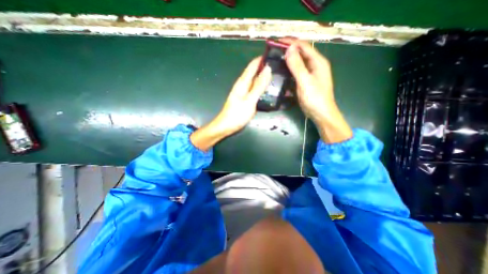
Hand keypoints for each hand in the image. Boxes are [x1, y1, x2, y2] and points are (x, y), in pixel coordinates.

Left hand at [190, 57, 271, 150]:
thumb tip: (267, 69)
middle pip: (255, 72)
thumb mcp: (250, 100)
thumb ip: (258, 86)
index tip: (275, 54)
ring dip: (265, 77)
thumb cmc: (237, 114)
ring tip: (278, 75)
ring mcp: (244, 92)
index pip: (253, 65)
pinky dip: (262, 87)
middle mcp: (243, 85)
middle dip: (266, 68)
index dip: (262, 59)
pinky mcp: (245, 99)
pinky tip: (269, 89)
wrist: (226, 126)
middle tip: (281, 66)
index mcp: (243, 82)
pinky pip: (255, 89)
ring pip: (255, 81)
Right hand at [283, 40, 350, 143]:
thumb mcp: (305, 82)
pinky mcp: (306, 83)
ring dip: (288, 62)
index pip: (303, 46)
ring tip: (276, 61)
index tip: (277, 41)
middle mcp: (315, 66)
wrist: (321, 114)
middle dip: (288, 51)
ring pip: (298, 64)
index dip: (291, 42)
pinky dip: (289, 73)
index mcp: (318, 62)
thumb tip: (289, 49)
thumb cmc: (315, 98)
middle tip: (274, 52)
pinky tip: (282, 75)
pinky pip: (297, 74)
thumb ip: (297, 66)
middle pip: (301, 54)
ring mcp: (310, 75)